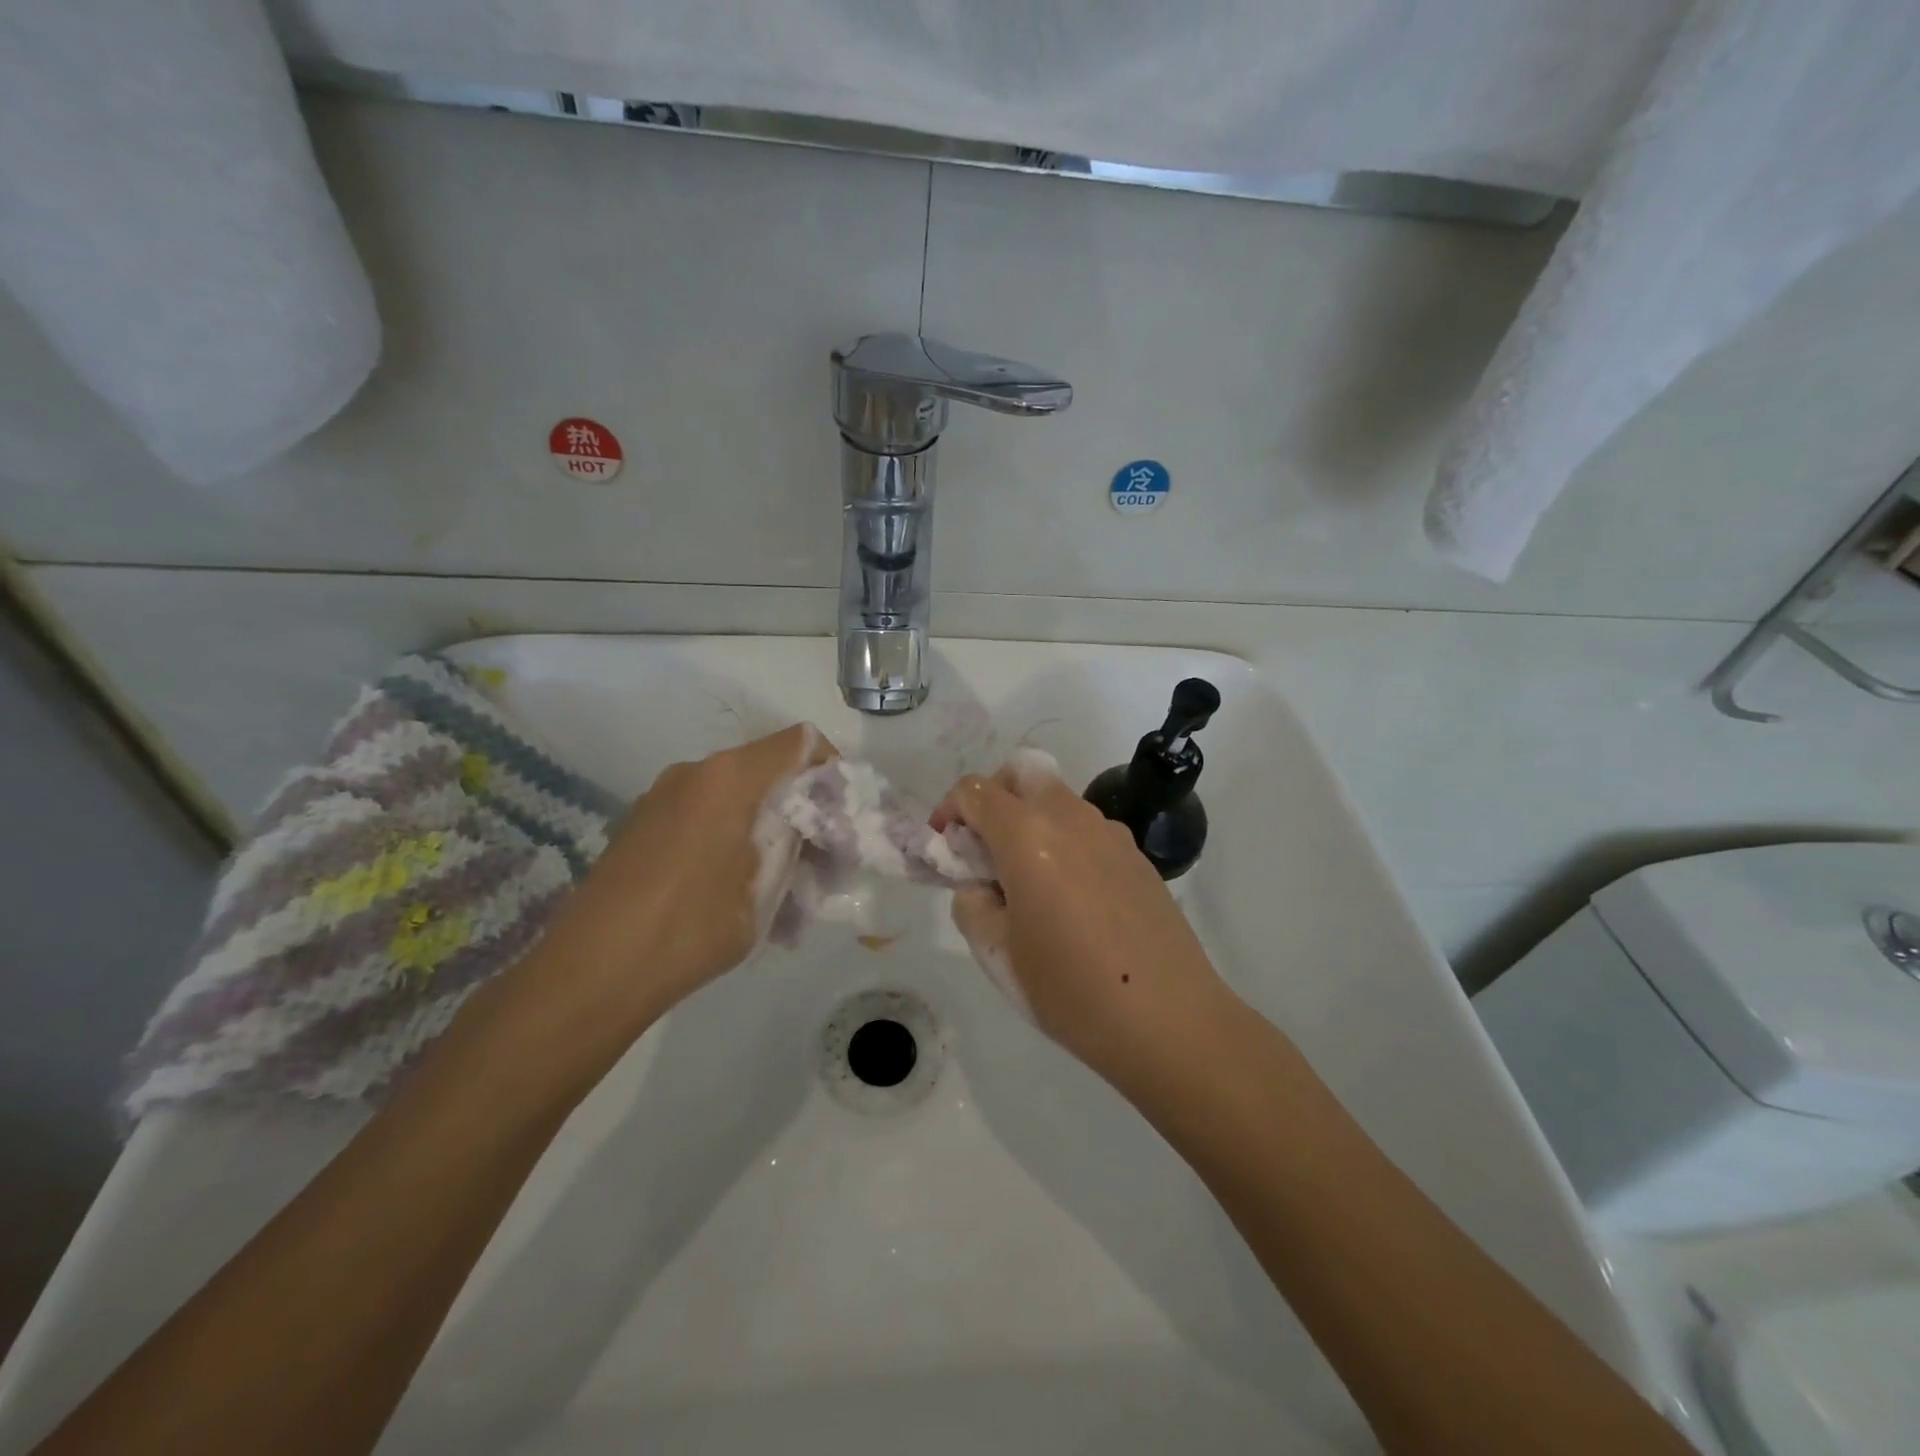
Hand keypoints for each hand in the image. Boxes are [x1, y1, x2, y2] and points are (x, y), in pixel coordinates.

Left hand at [525, 724, 836, 1030]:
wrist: (591, 972)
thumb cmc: (691, 928)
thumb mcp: (764, 891)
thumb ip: (792, 844)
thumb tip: (806, 826)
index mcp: (729, 778)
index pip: (799, 742)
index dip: (830, 768)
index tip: (841, 812)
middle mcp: (694, 772)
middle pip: (766, 768)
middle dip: (800, 805)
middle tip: (819, 857)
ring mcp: (662, 795)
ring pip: (735, 794)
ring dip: (766, 825)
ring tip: (778, 883)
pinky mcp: (642, 822)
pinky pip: (703, 814)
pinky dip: (731, 836)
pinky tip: (733, 888)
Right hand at [931, 753, 1229, 1079]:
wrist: (1169, 1020)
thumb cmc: (1070, 990)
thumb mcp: (997, 954)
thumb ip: (972, 903)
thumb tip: (980, 884)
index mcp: (1028, 836)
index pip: (976, 790)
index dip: (950, 809)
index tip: (946, 847)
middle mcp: (1071, 819)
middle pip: (1024, 773)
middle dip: (995, 797)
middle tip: (986, 849)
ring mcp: (1111, 834)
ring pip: (1058, 801)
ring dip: (1031, 821)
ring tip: (1029, 885)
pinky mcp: (1137, 856)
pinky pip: (1087, 830)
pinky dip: (1064, 842)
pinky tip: (1072, 901)